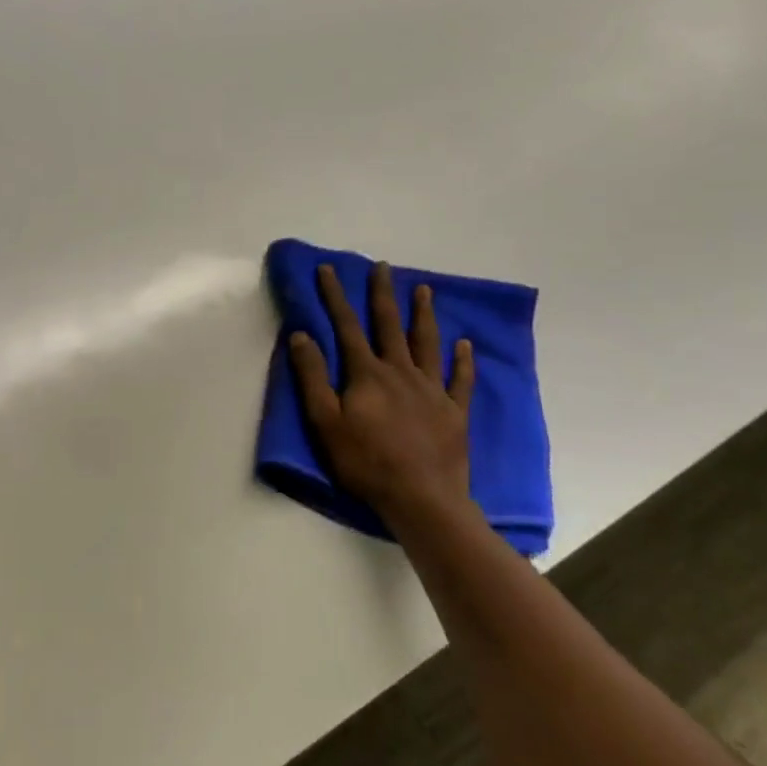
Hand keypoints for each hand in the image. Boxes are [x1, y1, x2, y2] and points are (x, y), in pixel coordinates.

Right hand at [288, 262, 475, 529]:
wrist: (421, 498)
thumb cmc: (366, 462)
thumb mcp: (325, 422)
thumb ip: (312, 377)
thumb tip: (301, 335)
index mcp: (367, 374)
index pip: (346, 326)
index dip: (335, 296)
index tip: (328, 269)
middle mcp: (400, 372)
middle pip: (389, 325)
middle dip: (383, 294)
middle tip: (383, 267)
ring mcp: (431, 390)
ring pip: (427, 343)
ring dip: (424, 315)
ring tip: (424, 290)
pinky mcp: (454, 411)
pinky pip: (460, 379)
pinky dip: (462, 360)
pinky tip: (464, 344)